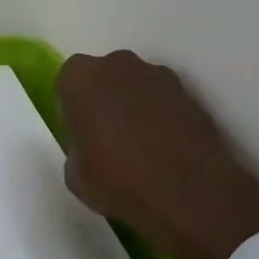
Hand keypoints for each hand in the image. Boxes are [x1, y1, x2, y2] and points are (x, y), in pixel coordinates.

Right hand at [58, 50, 258, 258]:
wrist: (190, 194)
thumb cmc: (119, 181)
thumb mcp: (75, 175)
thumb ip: (76, 148)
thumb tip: (89, 146)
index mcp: (79, 78)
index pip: (68, 84)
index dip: (74, 110)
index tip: (82, 136)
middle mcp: (116, 64)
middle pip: (104, 77)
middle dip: (105, 99)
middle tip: (109, 137)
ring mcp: (156, 74)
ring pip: (136, 85)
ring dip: (135, 105)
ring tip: (143, 145)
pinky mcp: (189, 92)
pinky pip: (164, 100)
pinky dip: (163, 116)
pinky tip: (166, 148)